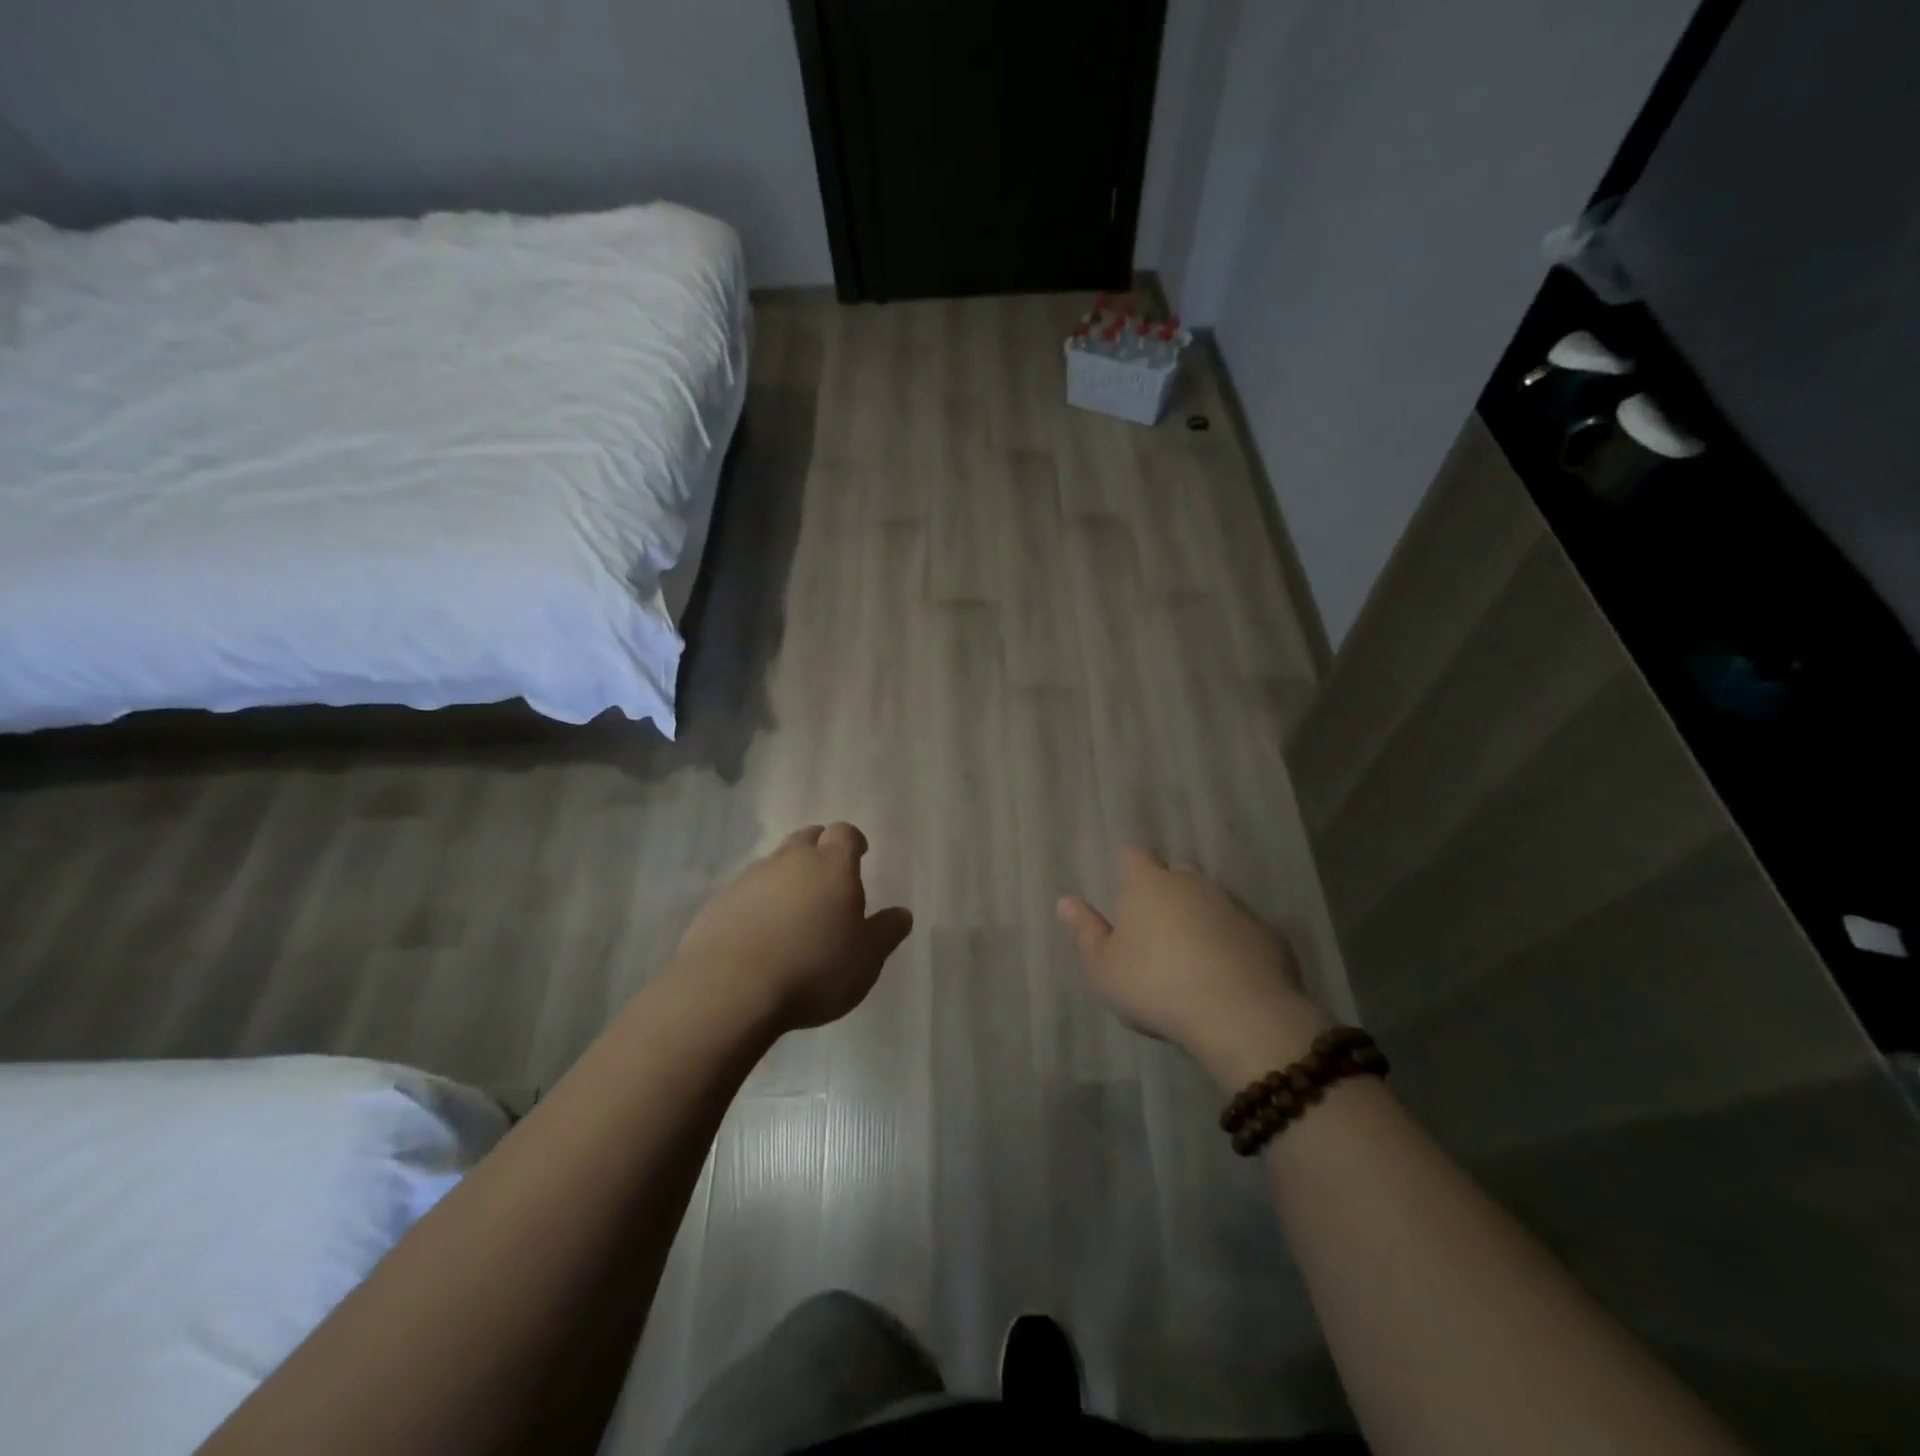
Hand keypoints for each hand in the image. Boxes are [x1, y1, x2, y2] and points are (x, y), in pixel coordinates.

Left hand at [676, 823, 913, 1033]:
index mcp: (832, 866)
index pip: (844, 833)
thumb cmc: (813, 969)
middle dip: (819, 849)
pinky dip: (757, 902)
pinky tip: (759, 932)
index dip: (853, 841)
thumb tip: (903, 914)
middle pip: (806, 837)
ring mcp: (749, 879)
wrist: (730, 990)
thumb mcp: (866, 959)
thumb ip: (886, 932)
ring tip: (793, 909)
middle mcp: (789, 860)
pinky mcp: (718, 903)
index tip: (860, 853)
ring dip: (786, 876)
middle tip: (827, 876)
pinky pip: (745, 892)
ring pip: (773, 863)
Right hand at [1058, 846, 1331, 1089]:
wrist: (1241, 1015)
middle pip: (1175, 874)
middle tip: (1155, 931)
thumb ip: (1084, 932)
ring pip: (1210, 901)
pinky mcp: (1268, 934)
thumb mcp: (1104, 968)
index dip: (1126, 869)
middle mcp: (1192, 884)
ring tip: (1192, 957)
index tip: (1123, 892)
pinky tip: (1227, 976)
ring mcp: (1234, 906)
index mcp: (1148, 884)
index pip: (1132, 855)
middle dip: (1166, 892)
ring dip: (1200, 918)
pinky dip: (1231, 943)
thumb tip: (1066, 901)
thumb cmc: (1157, 986)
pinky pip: (1240, 930)